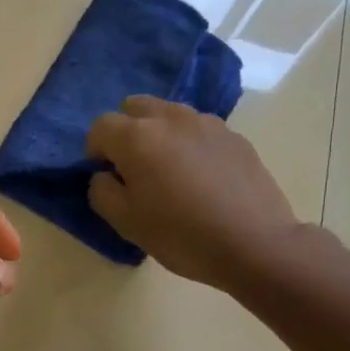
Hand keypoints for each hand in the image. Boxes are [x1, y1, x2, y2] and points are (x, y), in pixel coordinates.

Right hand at [85, 96, 301, 291]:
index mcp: (138, 137)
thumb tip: (104, 175)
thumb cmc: (180, 235)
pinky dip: (189, 143)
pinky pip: (198, 129)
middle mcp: (171, 118)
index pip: (101, 125)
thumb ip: (102, 191)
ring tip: (169, 170)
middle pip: (135, 107)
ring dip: (158, 133)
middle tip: (134, 167)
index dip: (95, 150)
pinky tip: (200, 177)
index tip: (106, 176)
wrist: (253, 243)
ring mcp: (207, 123)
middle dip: (126, 131)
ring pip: (169, 114)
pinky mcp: (234, 136)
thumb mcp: (126, 223)